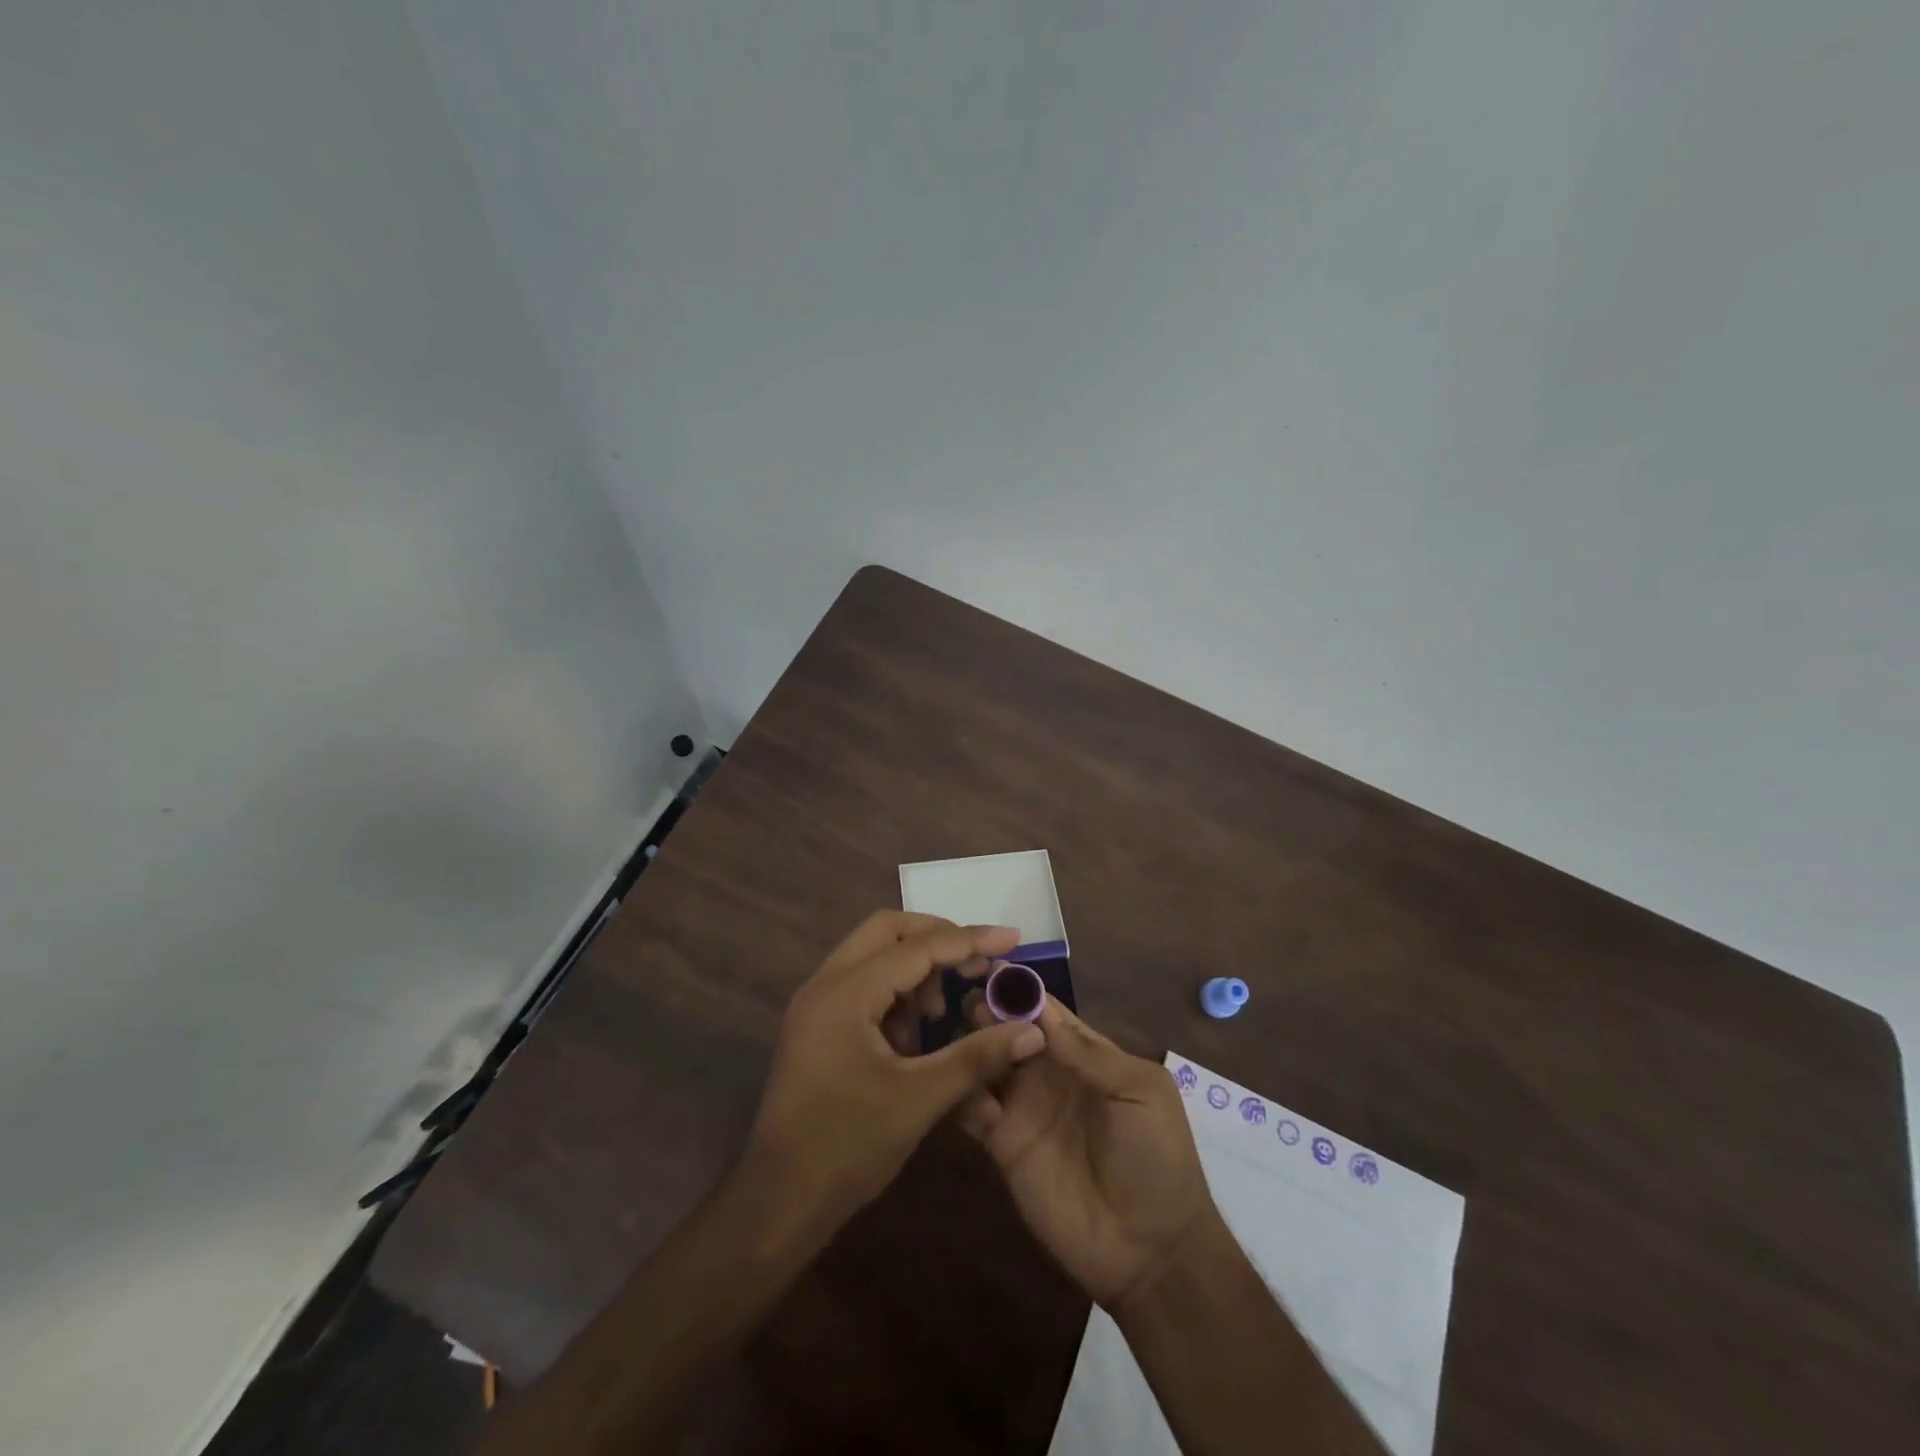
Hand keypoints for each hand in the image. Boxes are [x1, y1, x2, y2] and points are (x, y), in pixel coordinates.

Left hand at [742, 912, 1049, 1240]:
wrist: (778, 1202)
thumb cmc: (847, 1148)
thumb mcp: (919, 1100)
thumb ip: (976, 1057)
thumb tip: (1032, 1031)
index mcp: (845, 993)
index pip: (917, 948)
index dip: (969, 941)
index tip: (1012, 938)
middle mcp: (825, 984)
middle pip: (887, 931)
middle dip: (936, 940)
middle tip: (976, 965)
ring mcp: (816, 1003)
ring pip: (873, 954)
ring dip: (914, 969)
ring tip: (939, 1015)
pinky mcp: (816, 1024)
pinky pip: (861, 983)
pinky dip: (894, 993)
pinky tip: (912, 1038)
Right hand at [958, 996, 1213, 1312]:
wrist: (1150, 1250)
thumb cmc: (1156, 1158)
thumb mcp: (1140, 1094)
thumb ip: (1091, 1055)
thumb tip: (1041, 1014)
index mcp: (1084, 1054)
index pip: (1045, 1012)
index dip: (1020, 990)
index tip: (987, 965)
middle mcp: (1047, 1073)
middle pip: (1009, 1031)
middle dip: (987, 1011)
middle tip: (960, 996)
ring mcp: (1022, 1108)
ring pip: (986, 1063)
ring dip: (968, 1043)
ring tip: (948, 1029)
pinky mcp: (1002, 1144)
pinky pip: (972, 1109)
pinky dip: (958, 1090)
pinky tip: (949, 1077)